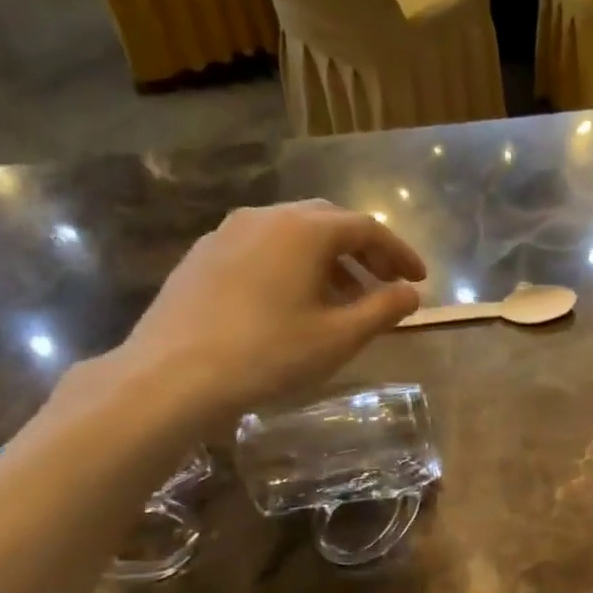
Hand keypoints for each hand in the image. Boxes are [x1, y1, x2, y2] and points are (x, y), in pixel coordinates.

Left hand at [115, 201, 425, 424]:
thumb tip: (410, 293)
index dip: (399, 253)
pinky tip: (295, 303)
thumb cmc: (269, 354)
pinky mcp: (203, 256)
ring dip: (328, 261)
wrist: (173, 374)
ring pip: (293, 235)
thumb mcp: (339, 338)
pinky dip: (293, 266)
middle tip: (385, 284)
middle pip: (328, 222)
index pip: (366, 228)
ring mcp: (227, 233)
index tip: (419, 280)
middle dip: (364, 252)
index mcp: (304, 230)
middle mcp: (265, 218)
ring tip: (344, 300)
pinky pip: (263, 249)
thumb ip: (382, 310)